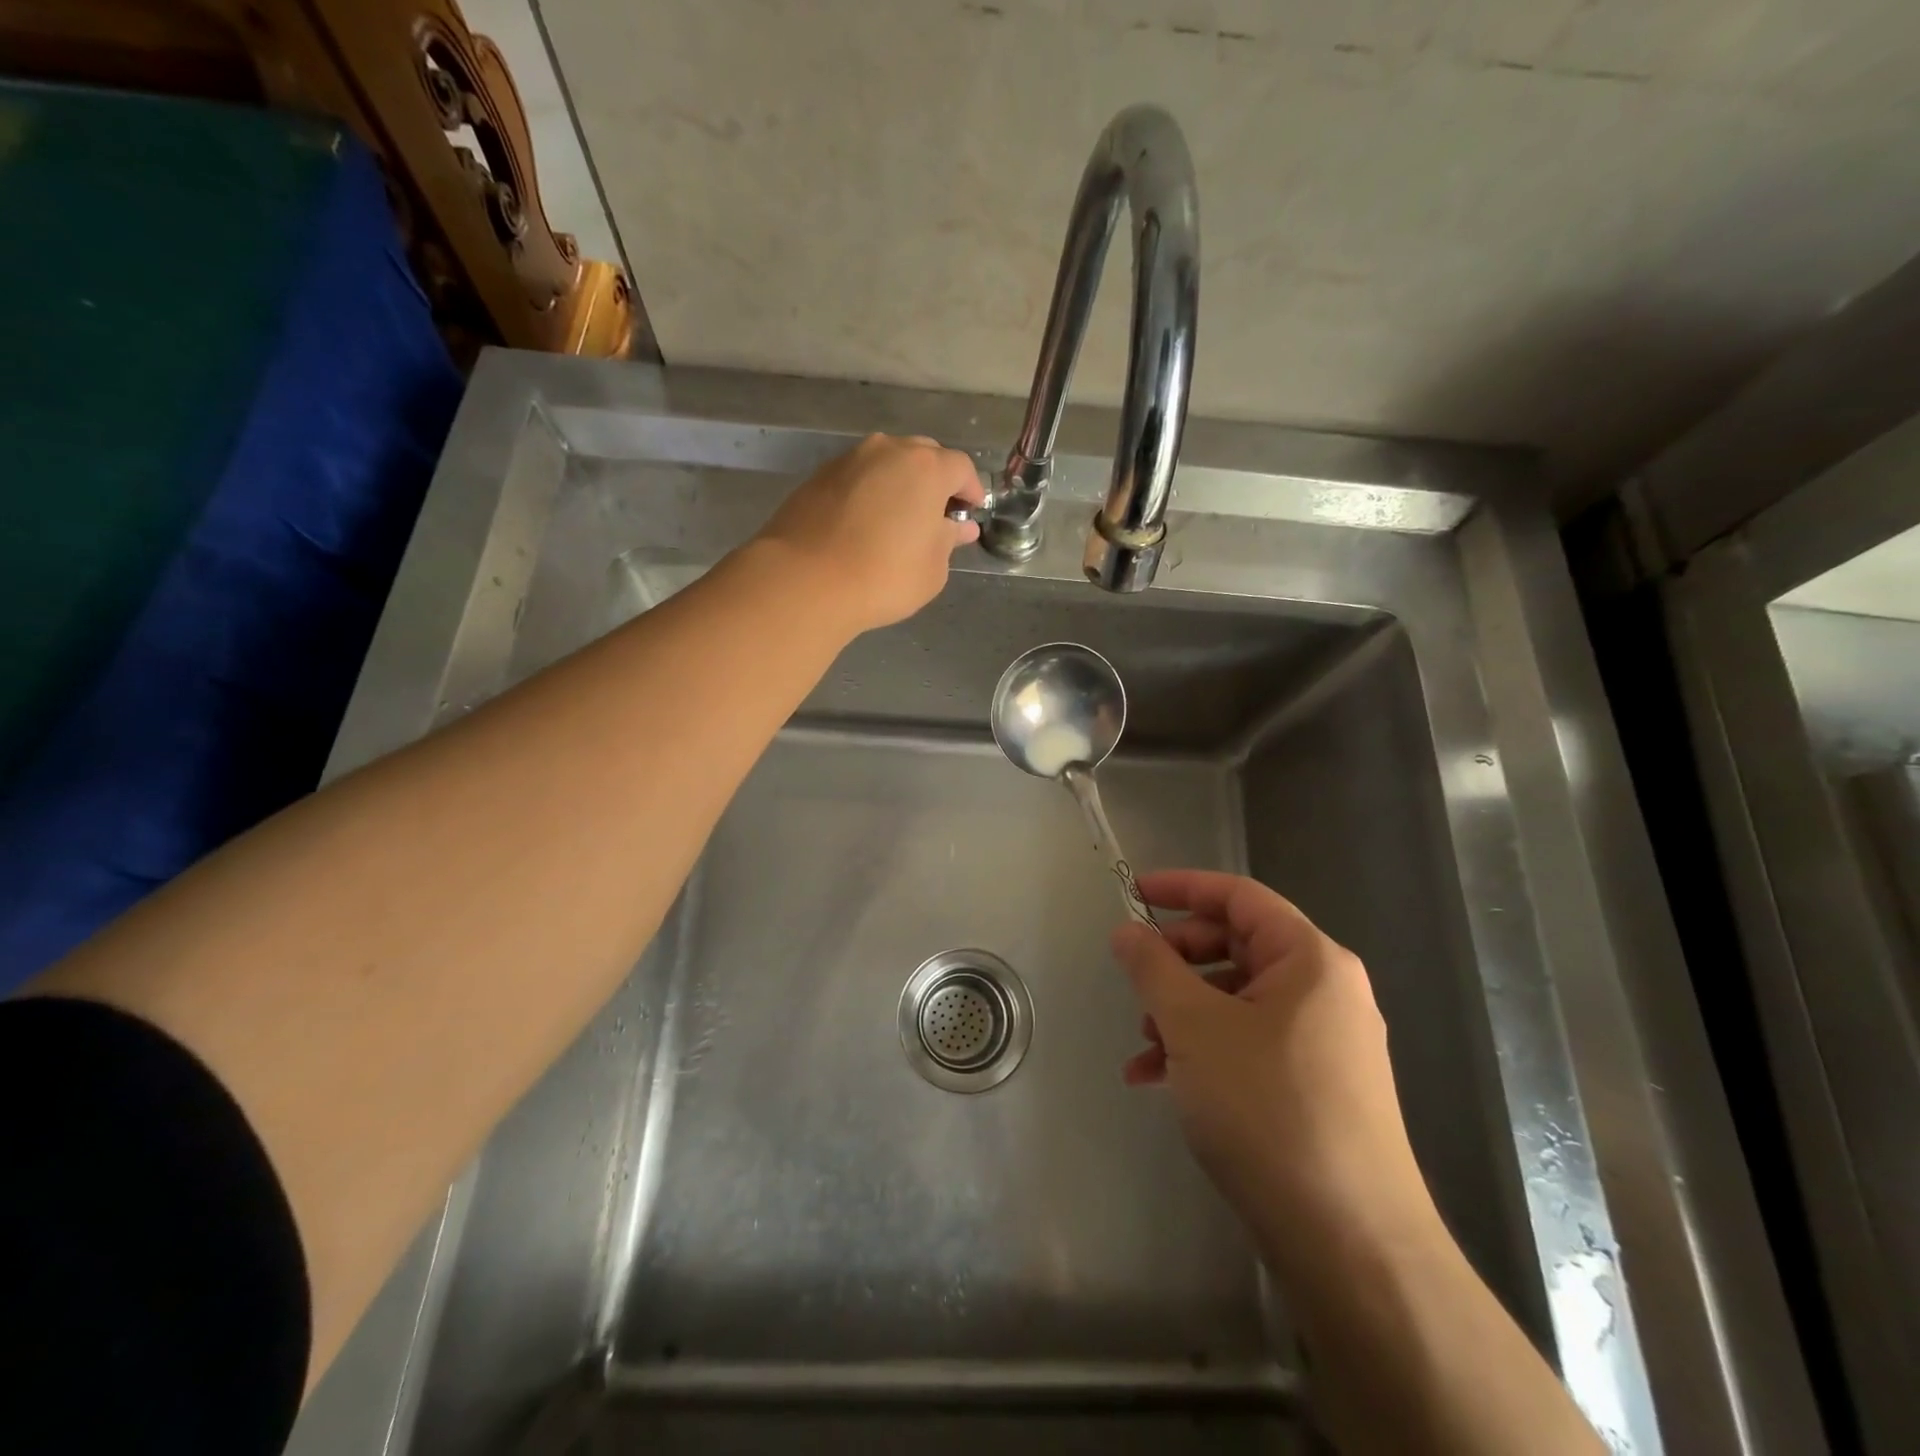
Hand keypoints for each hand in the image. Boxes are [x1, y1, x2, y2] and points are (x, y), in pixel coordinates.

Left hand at [756, 434, 984, 633]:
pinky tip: (863, 525)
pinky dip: (868, 493)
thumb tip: (957, 527)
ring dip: (898, 484)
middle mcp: (888, 451)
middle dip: (935, 481)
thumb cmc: (884, 576)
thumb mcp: (933, 569)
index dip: (970, 490)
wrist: (806, 580)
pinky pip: (857, 478)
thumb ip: (948, 541)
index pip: (961, 467)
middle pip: (923, 456)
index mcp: (926, 467)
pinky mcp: (818, 477)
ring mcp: (849, 460)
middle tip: (935, 516)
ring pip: (886, 463)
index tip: (969, 514)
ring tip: (897, 520)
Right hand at [1112, 869, 1436, 1260]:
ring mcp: (1324, 1041)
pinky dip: (1202, 1049)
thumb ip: (1153, 967)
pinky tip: (1158, 1080)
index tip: (1132, 894)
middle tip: (1135, 981)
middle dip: (1177, 960)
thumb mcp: (1194, 1027)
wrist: (1350, 1243)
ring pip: (1236, 999)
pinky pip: (1248, 1043)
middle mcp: (1325, 990)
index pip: (1238, 895)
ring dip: (1181, 1012)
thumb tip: (1127, 931)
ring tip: (1142, 1046)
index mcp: (1310, 959)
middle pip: (1236, 946)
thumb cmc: (1268, 1109)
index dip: (1181, 887)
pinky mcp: (1315, 1086)